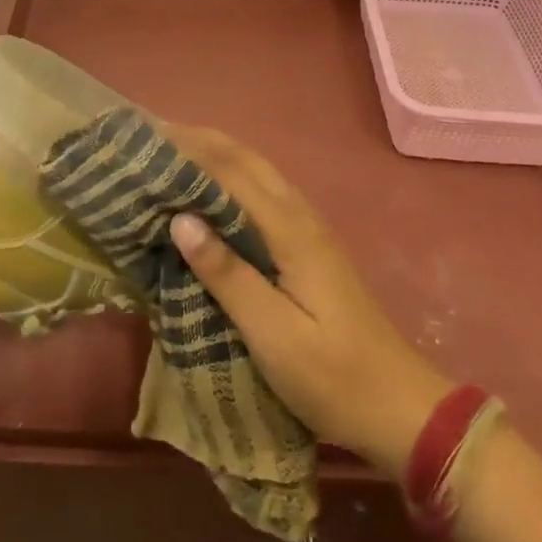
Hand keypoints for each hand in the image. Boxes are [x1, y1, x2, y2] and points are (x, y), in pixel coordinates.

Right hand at [165, 126, 453, 479]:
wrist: (397, 407)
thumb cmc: (333, 377)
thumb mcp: (274, 335)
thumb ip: (227, 275)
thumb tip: (180, 219)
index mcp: (291, 232)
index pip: (231, 172)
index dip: (188, 149)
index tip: (144, 136)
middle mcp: (301, 217)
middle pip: (246, 160)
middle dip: (199, 141)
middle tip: (149, 135)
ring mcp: (308, 230)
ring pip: (256, 173)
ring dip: (214, 155)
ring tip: (169, 153)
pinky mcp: (307, 248)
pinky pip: (262, 196)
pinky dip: (229, 181)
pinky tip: (208, 195)